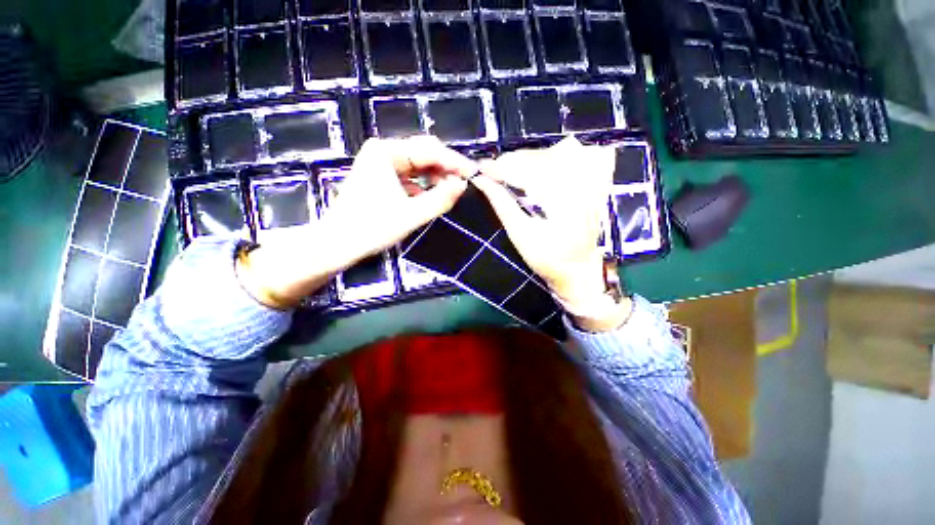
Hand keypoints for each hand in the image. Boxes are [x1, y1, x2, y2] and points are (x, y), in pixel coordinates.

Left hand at [237, 136, 474, 308]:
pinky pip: (409, 176)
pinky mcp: (380, 177)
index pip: (430, 150)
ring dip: (435, 178)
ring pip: (417, 166)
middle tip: (464, 184)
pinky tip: (432, 196)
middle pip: (423, 154)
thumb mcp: (412, 214)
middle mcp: (382, 151)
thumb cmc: (373, 228)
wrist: (338, 244)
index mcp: (386, 152)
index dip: (454, 162)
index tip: (473, 174)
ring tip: (451, 192)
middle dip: (445, 169)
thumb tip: (463, 185)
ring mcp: (380, 164)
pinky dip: (423, 185)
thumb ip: (441, 198)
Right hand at [473, 137, 631, 330]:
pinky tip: (539, 170)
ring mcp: (592, 181)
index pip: (528, 170)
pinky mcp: (595, 183)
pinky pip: (573, 158)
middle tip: (493, 171)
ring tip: (511, 171)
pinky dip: (550, 159)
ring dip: (530, 159)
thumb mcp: (520, 234)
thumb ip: (501, 203)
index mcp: (563, 201)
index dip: (502, 167)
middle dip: (514, 161)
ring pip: (556, 153)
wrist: (579, 270)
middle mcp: (582, 184)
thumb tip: (481, 180)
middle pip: (542, 157)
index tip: (481, 168)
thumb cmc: (547, 260)